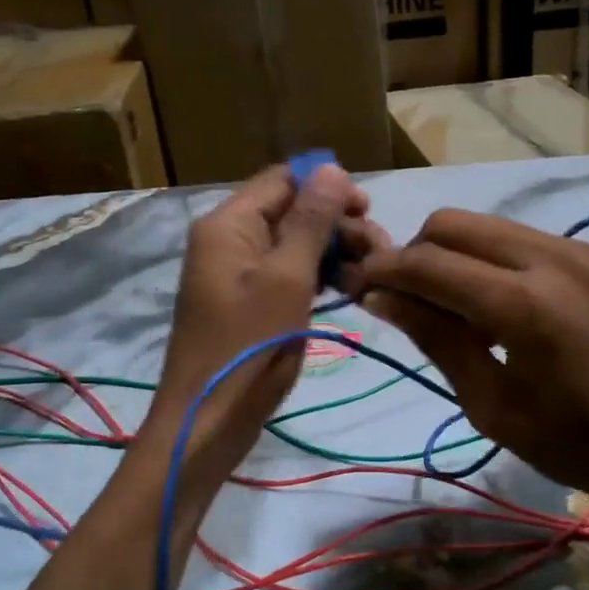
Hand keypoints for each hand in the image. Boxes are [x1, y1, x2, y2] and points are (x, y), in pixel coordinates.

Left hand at [146, 163, 381, 487]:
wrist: (208, 422)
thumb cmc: (249, 348)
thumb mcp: (287, 279)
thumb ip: (310, 222)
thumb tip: (331, 167)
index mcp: (228, 224)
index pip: (282, 180)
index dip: (327, 186)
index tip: (369, 211)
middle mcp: (228, 239)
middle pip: (290, 210)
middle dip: (336, 223)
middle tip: (380, 252)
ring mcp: (236, 272)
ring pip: (292, 243)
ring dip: (332, 251)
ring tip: (370, 273)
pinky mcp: (247, 301)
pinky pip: (285, 272)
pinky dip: (316, 276)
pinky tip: (347, 289)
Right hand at [344, 209, 588, 525]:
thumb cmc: (581, 445)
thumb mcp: (494, 406)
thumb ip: (437, 339)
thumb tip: (381, 296)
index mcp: (521, 305)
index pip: (426, 263)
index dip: (382, 272)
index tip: (355, 288)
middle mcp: (548, 257)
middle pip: (451, 224)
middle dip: (413, 254)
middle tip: (402, 300)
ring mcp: (577, 249)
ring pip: (484, 224)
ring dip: (450, 253)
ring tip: (448, 306)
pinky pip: (519, 238)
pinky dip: (488, 259)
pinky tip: (495, 305)